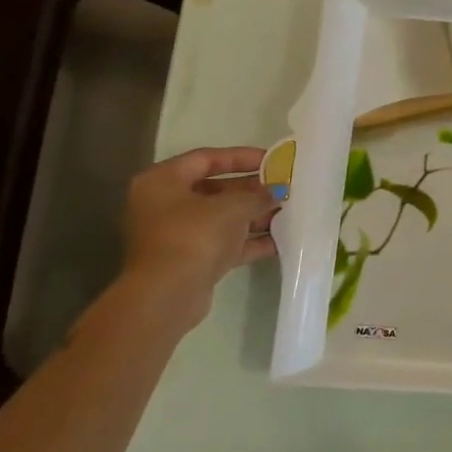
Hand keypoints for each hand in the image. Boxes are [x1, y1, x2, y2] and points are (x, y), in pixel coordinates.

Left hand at [119, 147, 279, 324]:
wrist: (167, 295)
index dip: (241, 157)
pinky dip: (249, 241)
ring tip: (288, 213)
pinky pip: (223, 243)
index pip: (206, 158)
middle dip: (252, 190)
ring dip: (254, 216)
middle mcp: (164, 205)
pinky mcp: (189, 261)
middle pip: (215, 189)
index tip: (272, 160)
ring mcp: (176, 235)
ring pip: (221, 218)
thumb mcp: (232, 207)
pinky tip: (280, 240)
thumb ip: (257, 195)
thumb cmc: (194, 235)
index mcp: (163, 181)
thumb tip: (276, 191)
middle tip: (283, 188)